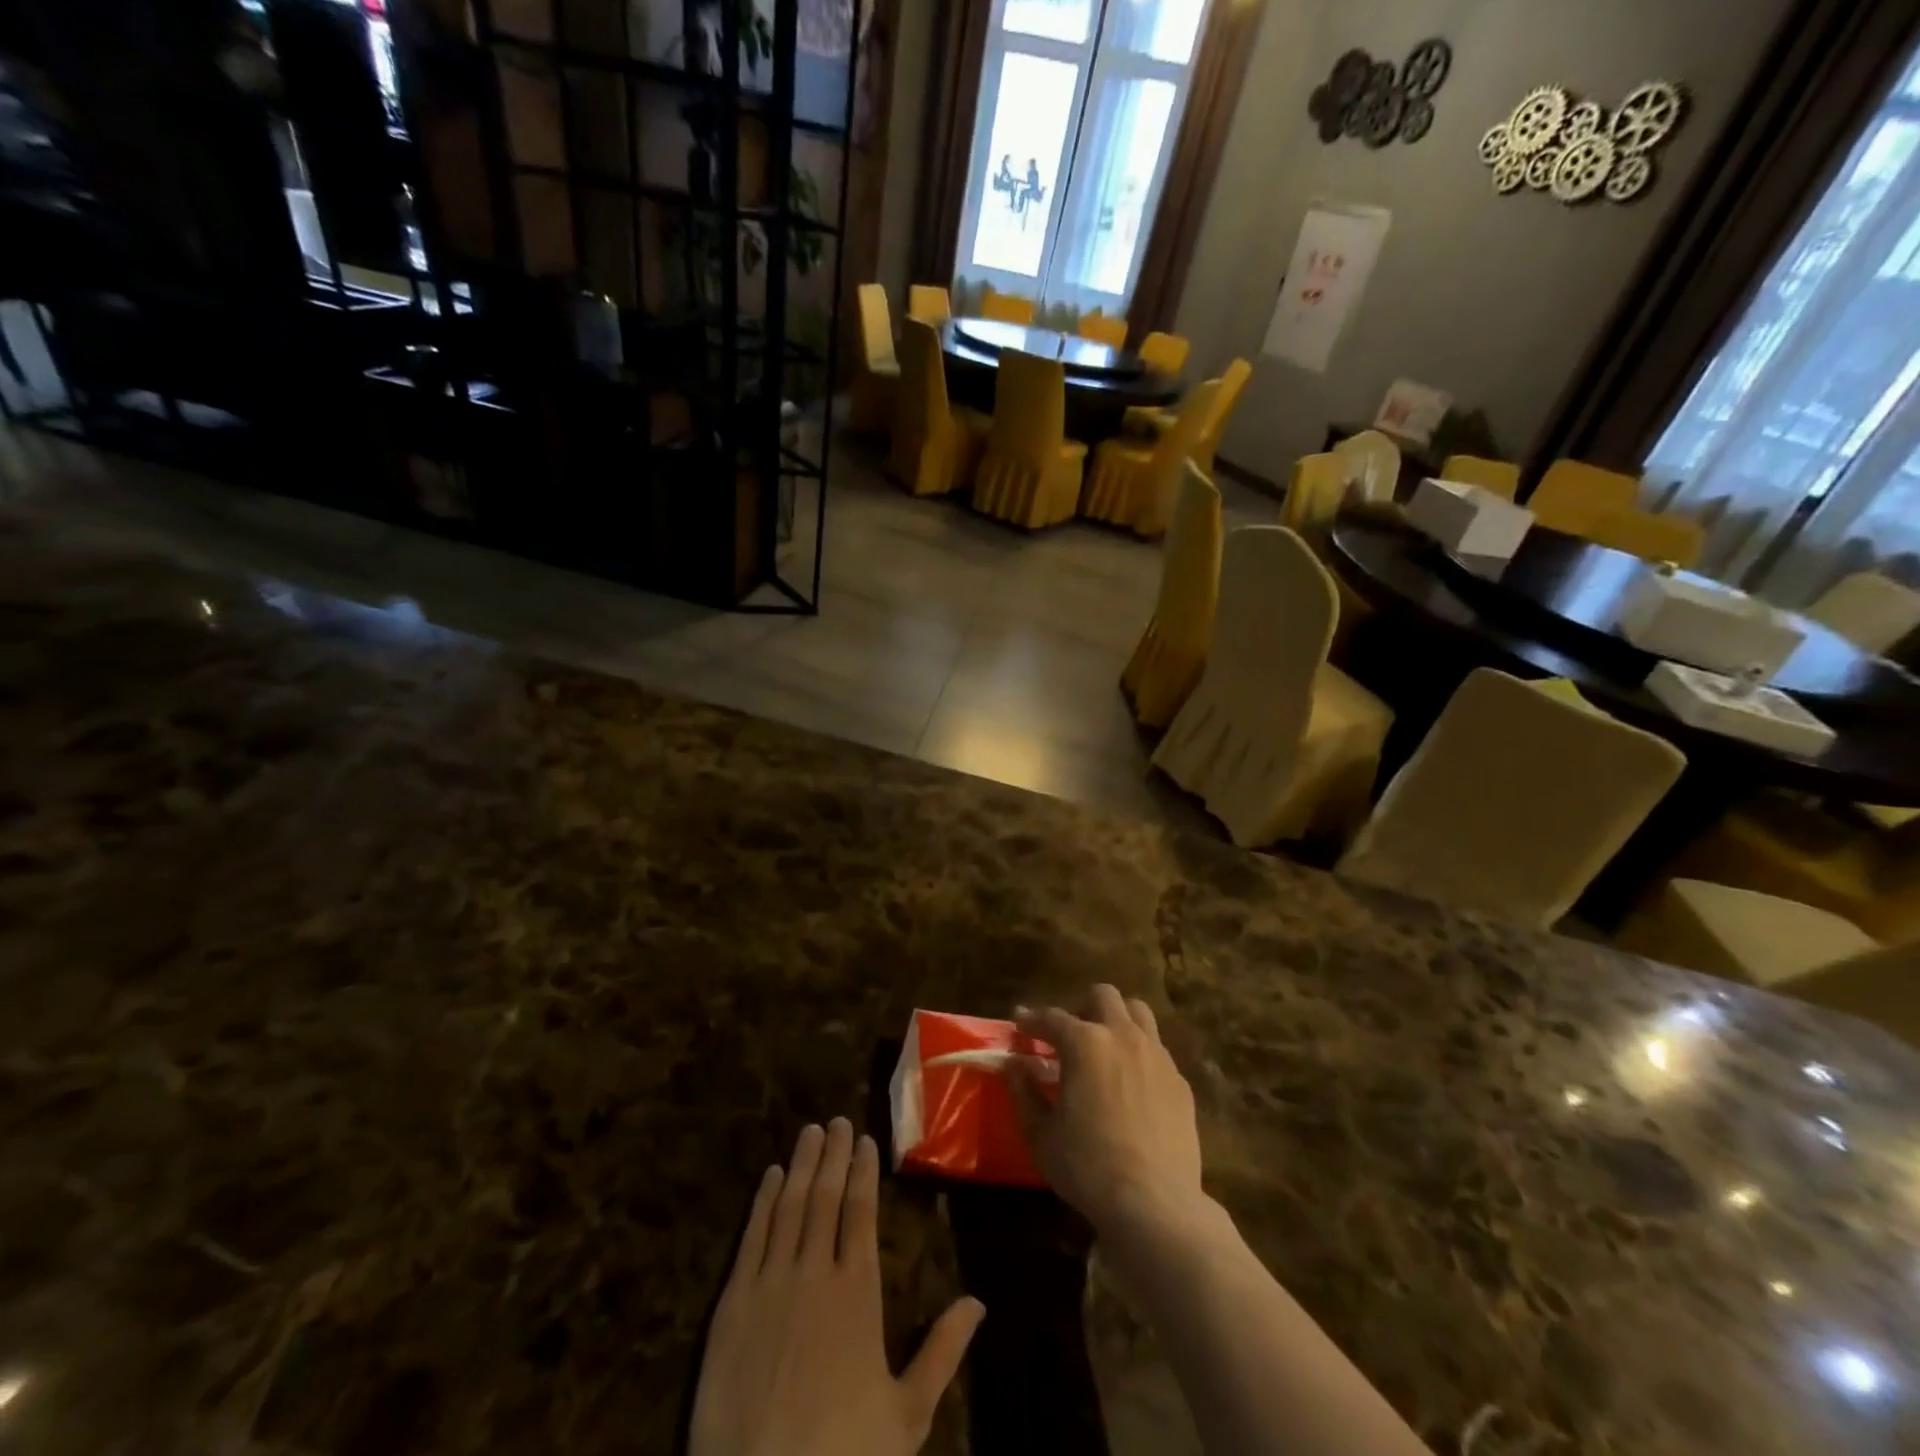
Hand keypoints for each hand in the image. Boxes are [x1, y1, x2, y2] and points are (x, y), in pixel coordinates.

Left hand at [691, 1118, 985, 1455]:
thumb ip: (942, 1352)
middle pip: (824, 1197)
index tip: (865, 1140)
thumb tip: (978, 1301)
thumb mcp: (906, 1415)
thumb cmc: (842, 1453)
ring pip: (788, 1206)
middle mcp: (814, 1272)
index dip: (863, 1172)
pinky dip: (761, 1201)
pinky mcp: (732, 1303)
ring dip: (800, 1165)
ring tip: (809, 1132)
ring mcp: (770, 1284)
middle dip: (833, 1155)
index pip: (861, 1212)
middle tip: (836, 1120)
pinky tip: (769, 1177)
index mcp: (857, 1291)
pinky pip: (751, 1236)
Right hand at [1006, 986, 1203, 1236]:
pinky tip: (1131, 1084)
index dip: (1032, 1020)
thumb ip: (1024, 1092)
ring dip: (1117, 1020)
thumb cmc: (1087, 1166)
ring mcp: (1157, 1055)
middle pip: (1103, 996)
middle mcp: (1123, 1036)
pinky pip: (1157, 1049)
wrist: (1155, 1203)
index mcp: (1085, 1043)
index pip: (1051, 1017)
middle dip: (1081, 1007)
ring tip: (1105, 1049)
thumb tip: (1014, 1065)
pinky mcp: (1179, 1080)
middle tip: (1069, 1036)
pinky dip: (1139, 1053)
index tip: (1020, 1024)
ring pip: (1138, 1012)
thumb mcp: (1042, 1133)